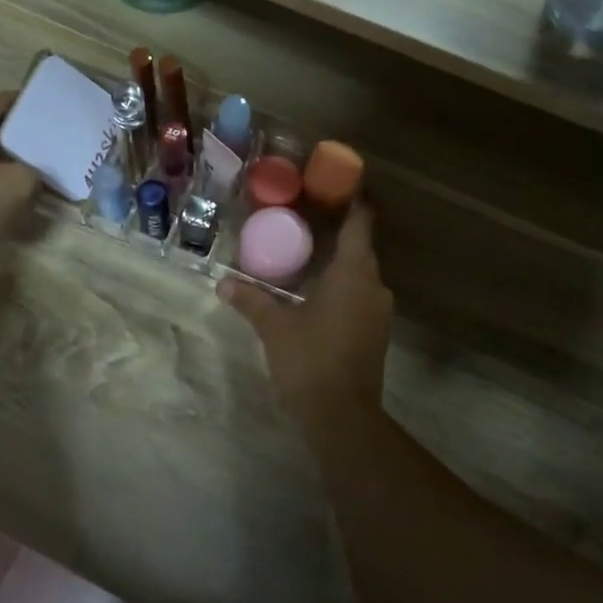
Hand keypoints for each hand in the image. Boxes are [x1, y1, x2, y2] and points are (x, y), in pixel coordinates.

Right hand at [219, 201, 392, 422]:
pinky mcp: (375, 332)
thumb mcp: (275, 328)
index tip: (341, 184)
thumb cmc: (311, 361)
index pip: (360, 225)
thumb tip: (223, 283)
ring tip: (308, 250)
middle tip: (308, 216)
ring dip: (339, 261)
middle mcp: (374, 286)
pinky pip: (360, 294)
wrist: (343, 418)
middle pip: (360, 248)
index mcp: (353, 274)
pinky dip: (342, 284)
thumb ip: (252, 301)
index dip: (355, 202)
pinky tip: (317, 289)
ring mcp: (378, 311)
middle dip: (338, 231)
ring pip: (360, 273)